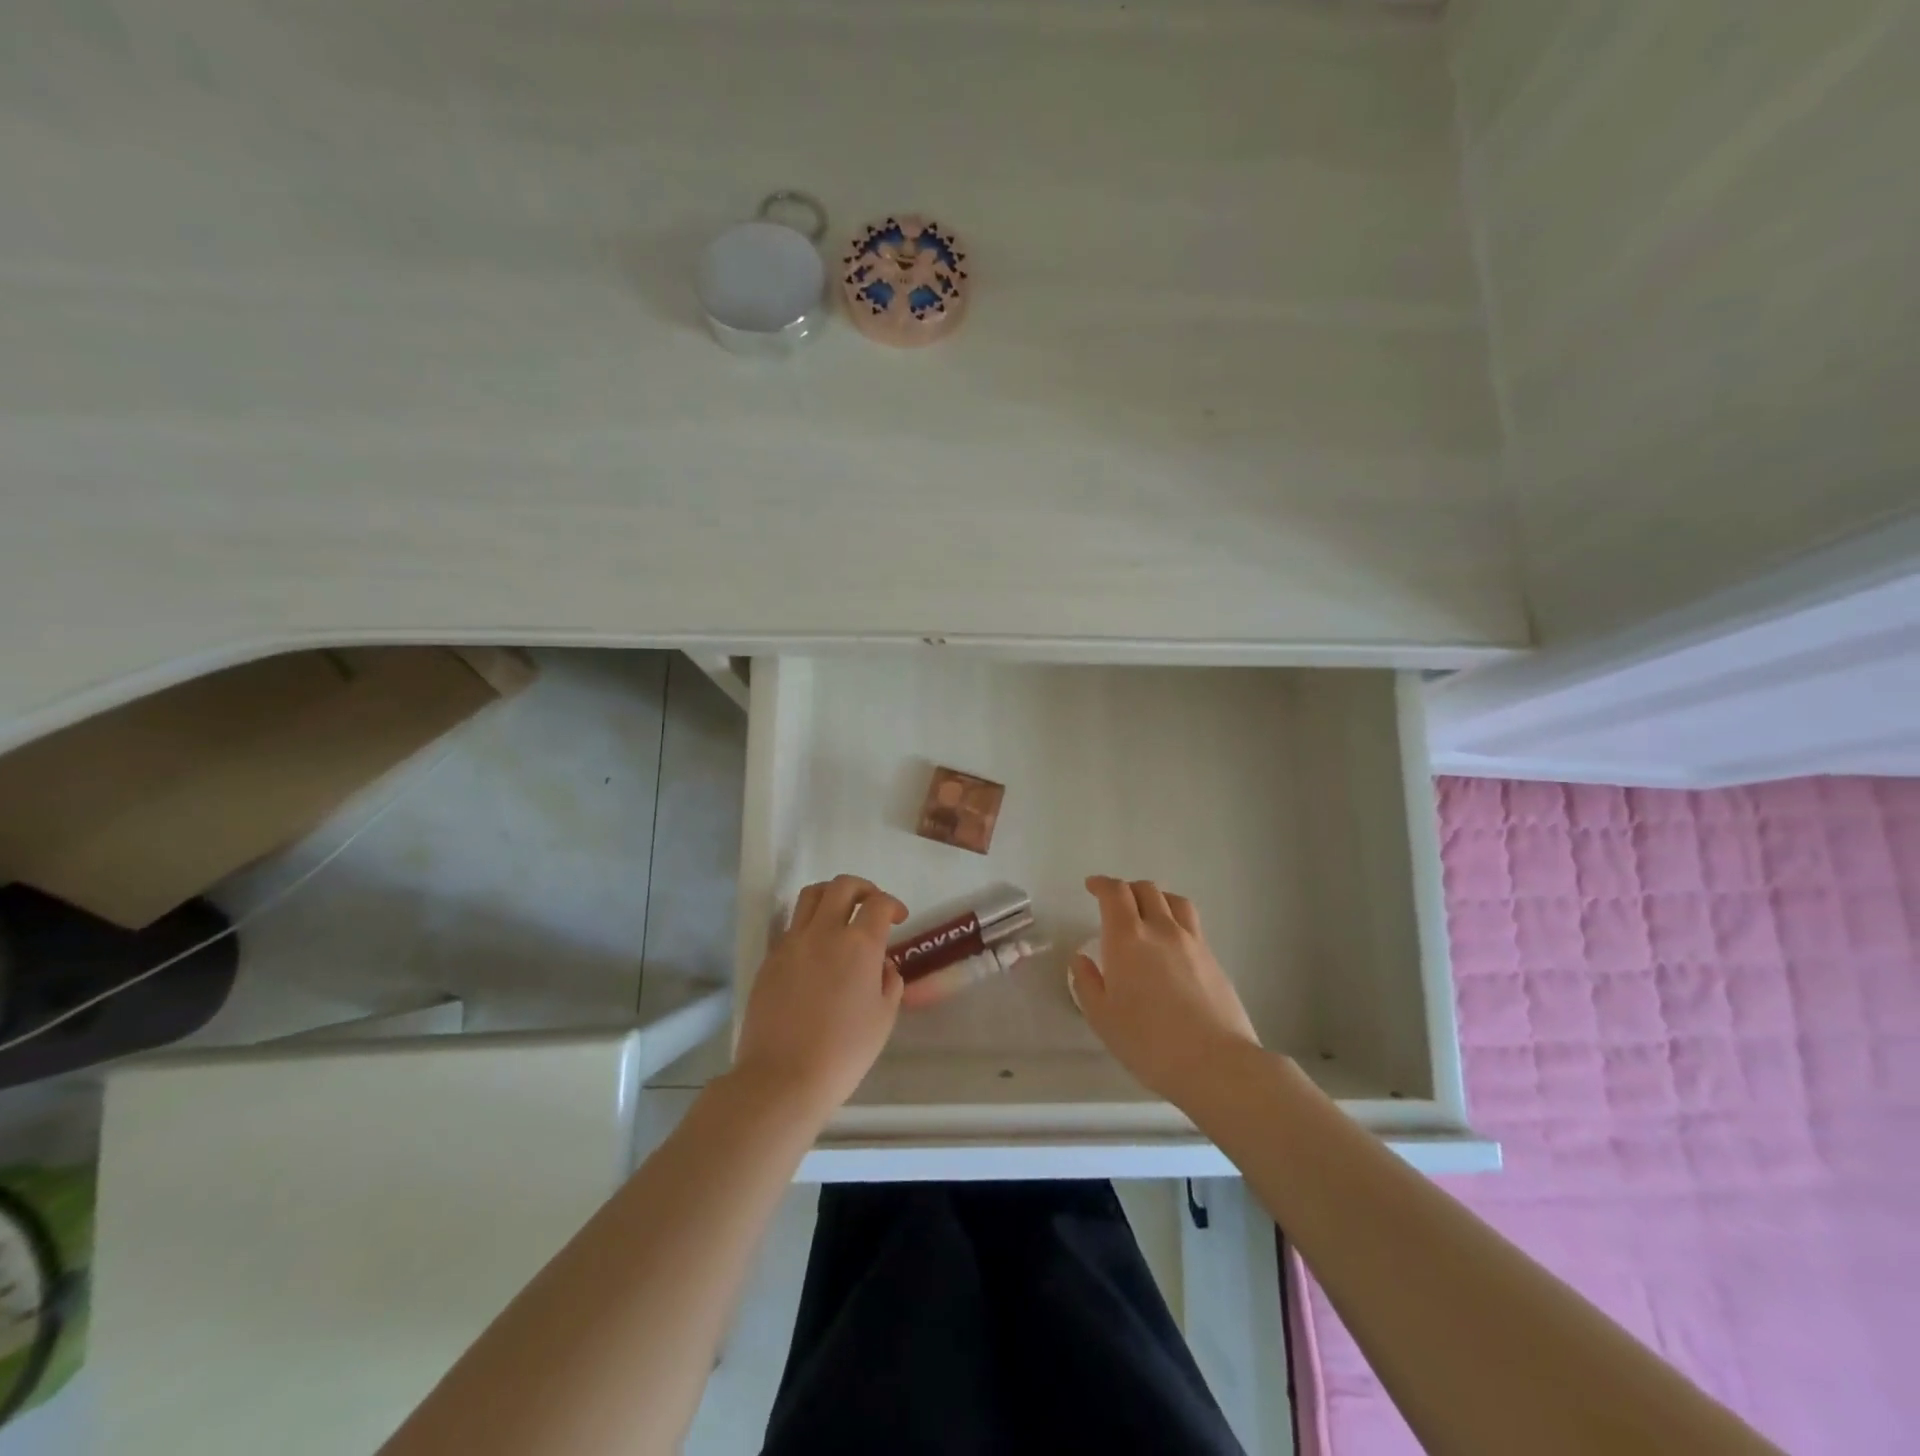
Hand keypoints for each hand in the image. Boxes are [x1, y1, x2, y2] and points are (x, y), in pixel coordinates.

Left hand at [734, 875, 906, 1120]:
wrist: (782, 1078)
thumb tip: (881, 965)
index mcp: (859, 945)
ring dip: (831, 896)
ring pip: (810, 896)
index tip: (898, 918)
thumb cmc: (843, 1052)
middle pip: (842, 886)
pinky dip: (808, 924)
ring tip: (840, 914)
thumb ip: (889, 982)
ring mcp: (792, 943)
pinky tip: (815, 949)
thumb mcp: (883, 1018)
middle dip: (863, 888)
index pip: (878, 904)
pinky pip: (791, 926)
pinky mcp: (770, 959)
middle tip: (871, 905)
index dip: (892, 904)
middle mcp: (824, 932)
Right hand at [1070, 876, 1260, 1106]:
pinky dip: (1175, 919)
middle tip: (1115, 904)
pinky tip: (1171, 942)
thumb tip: (1081, 959)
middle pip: (1146, 889)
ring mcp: (1192, 941)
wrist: (1215, 1063)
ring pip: (1174, 900)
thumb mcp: (1102, 1018)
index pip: (1115, 893)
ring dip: (1155, 898)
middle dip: (1126, 889)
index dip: (1101, 884)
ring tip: (1147, 913)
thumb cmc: (1148, 1042)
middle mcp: (1161, 929)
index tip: (1091, 887)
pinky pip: (1191, 923)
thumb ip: (1087, 983)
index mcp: (1127, 938)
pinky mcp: (1213, 958)